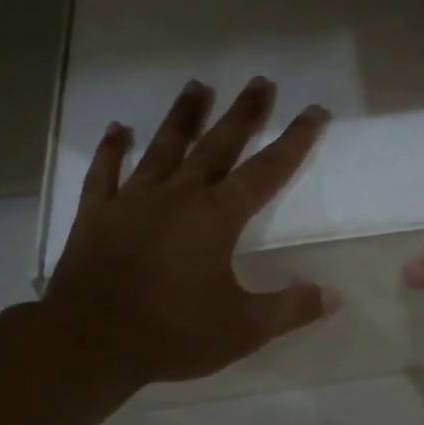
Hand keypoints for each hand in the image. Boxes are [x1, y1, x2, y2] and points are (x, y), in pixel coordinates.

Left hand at [42, 78, 335, 386]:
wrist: (90, 343)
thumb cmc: (173, 333)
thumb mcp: (243, 329)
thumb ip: (290, 309)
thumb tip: (333, 296)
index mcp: (216, 218)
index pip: (266, 171)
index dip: (294, 142)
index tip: (313, 112)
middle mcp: (177, 196)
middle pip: (217, 145)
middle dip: (243, 114)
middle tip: (260, 81)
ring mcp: (133, 201)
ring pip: (164, 148)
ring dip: (183, 117)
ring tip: (197, 85)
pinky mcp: (97, 215)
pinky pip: (105, 173)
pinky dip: (112, 150)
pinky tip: (119, 129)